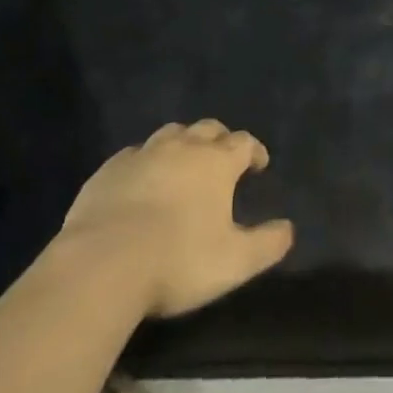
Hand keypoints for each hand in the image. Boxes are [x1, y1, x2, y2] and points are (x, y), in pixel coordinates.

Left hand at [55, 119, 294, 317]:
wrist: (104, 263)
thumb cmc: (177, 260)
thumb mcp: (234, 262)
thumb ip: (266, 244)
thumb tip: (289, 229)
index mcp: (216, 162)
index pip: (244, 142)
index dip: (254, 150)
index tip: (259, 164)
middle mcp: (183, 146)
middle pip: (208, 129)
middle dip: (220, 139)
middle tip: (223, 157)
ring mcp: (144, 153)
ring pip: (171, 134)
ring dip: (182, 143)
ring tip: (183, 163)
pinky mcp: (110, 169)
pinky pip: (134, 154)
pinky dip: (145, 161)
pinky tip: (141, 179)